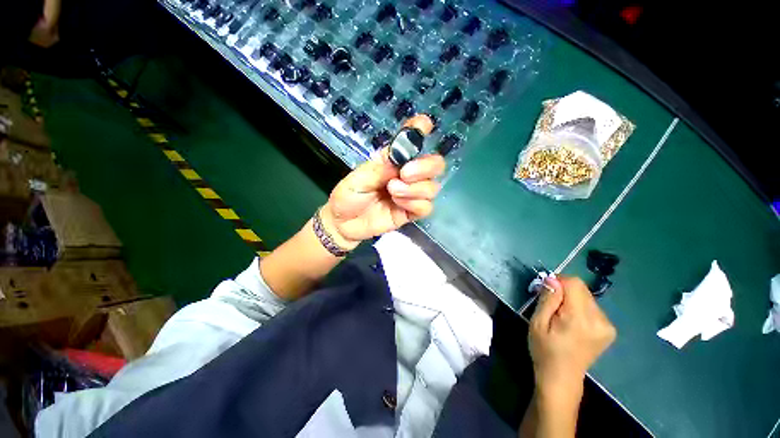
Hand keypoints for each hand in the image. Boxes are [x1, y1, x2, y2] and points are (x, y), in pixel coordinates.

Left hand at [321, 115, 444, 248]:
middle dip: (425, 167)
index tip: (424, 124)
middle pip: (434, 165)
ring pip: (433, 187)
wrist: (344, 223)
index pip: (410, 143)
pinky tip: (399, 204)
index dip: (419, 131)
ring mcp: (411, 195)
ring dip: (415, 189)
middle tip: (405, 174)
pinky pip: (426, 207)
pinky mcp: (410, 212)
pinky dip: (415, 204)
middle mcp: (406, 176)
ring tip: (392, 191)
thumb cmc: (348, 196)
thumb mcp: (358, 179)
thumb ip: (380, 169)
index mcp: (392, 162)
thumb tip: (401, 161)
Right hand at [528, 276, 615, 406]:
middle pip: (582, 289)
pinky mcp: (609, 330)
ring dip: (571, 300)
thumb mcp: (537, 323)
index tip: (546, 291)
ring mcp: (607, 326)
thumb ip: (548, 300)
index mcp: (580, 319)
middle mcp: (600, 320)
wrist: (561, 378)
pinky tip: (572, 322)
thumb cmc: (544, 350)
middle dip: (564, 291)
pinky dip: (579, 308)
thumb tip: (552, 279)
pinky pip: (592, 307)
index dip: (558, 282)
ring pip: (586, 296)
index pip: (574, 284)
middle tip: (550, 305)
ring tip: (561, 316)